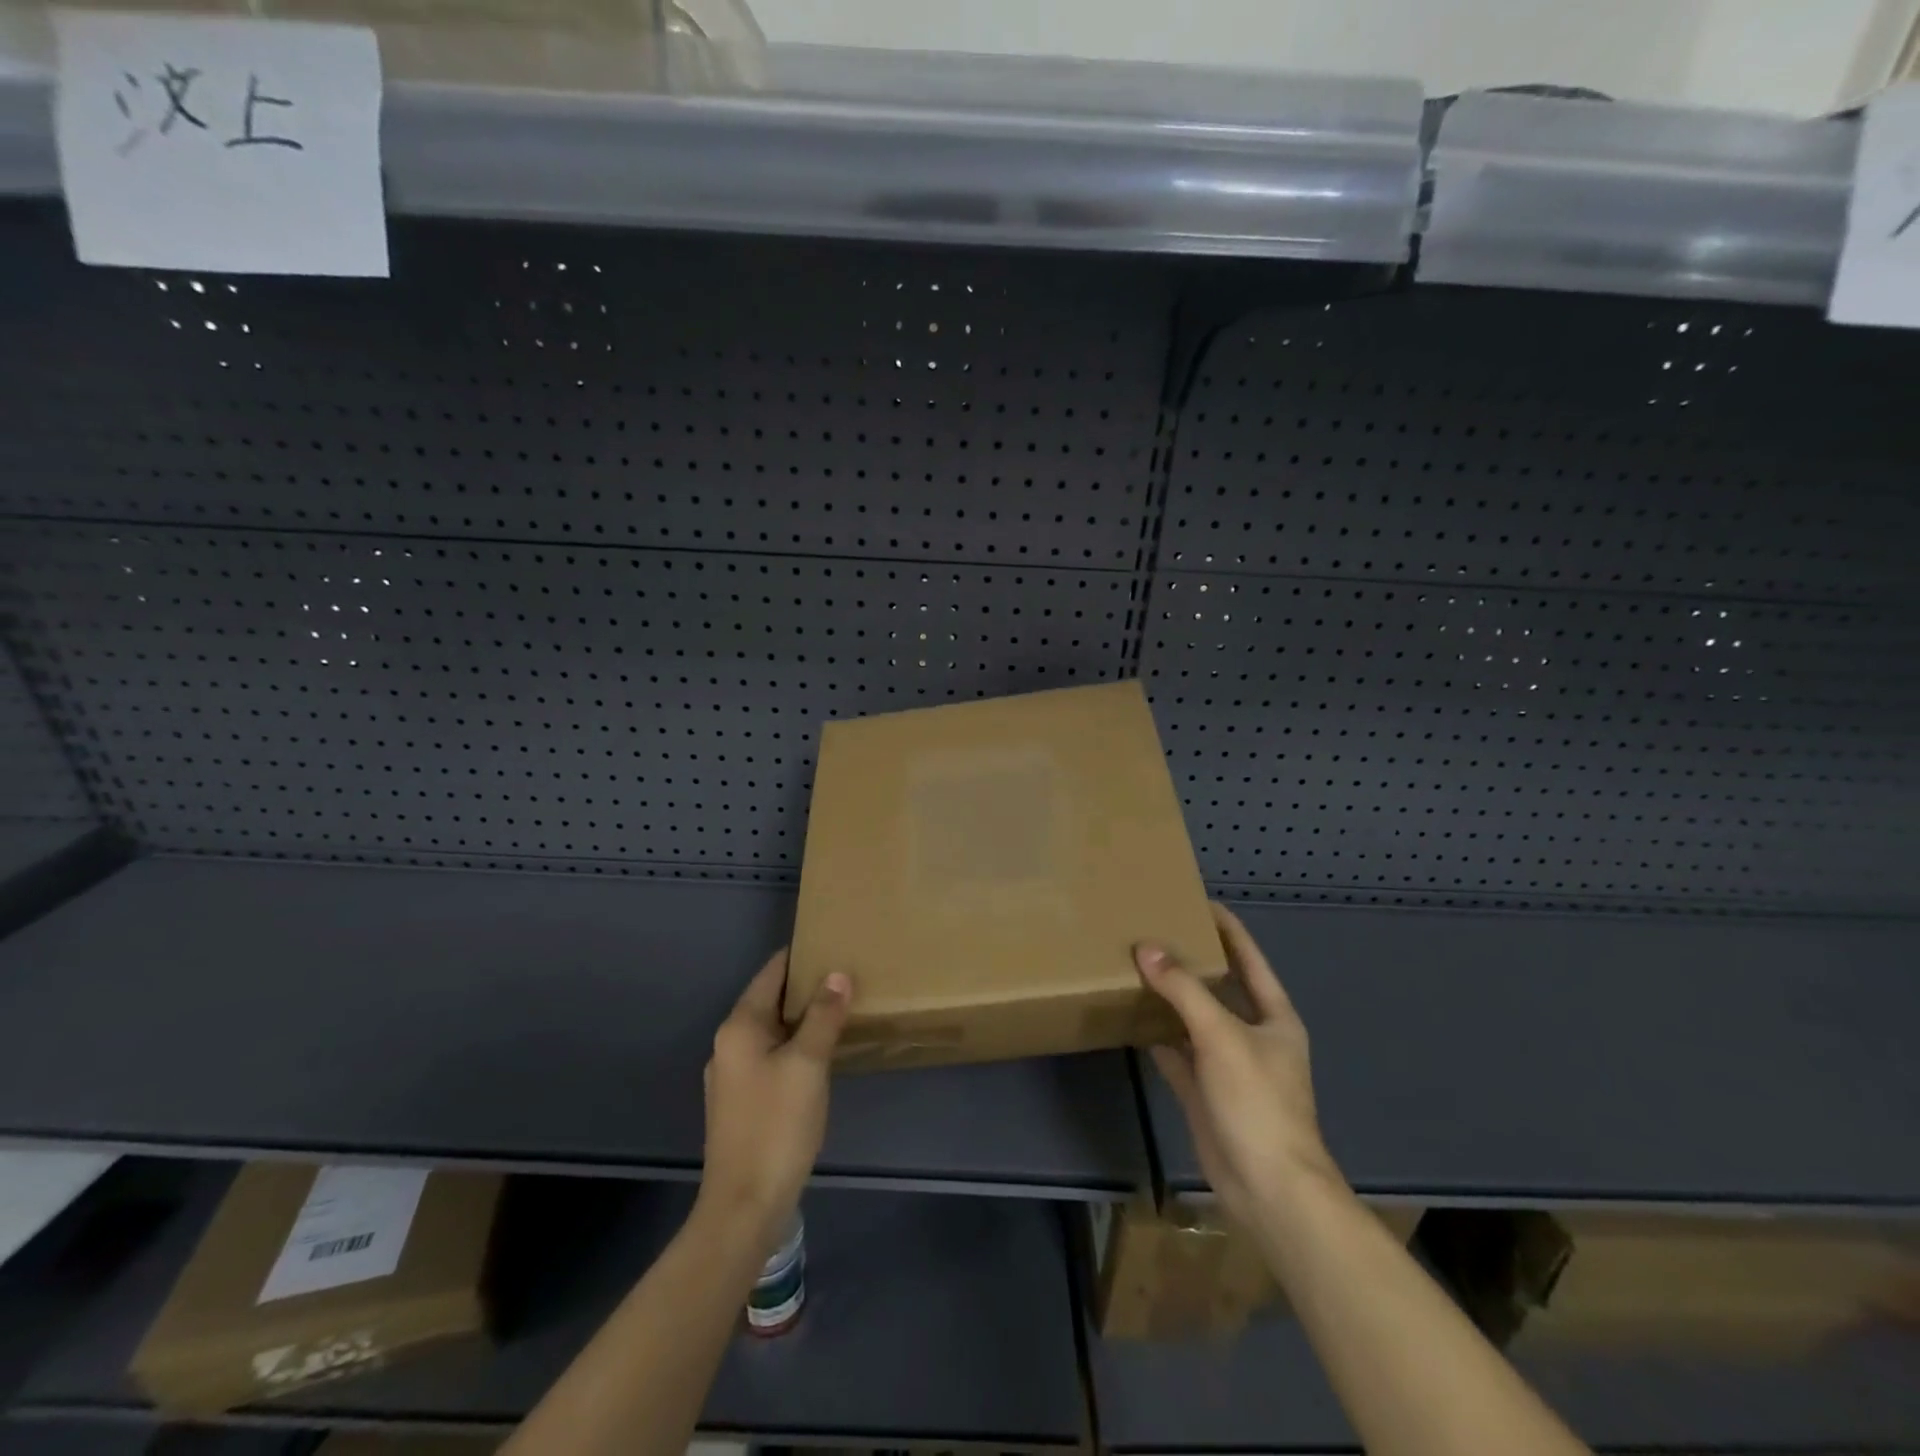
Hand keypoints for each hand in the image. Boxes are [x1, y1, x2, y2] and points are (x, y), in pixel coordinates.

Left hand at [698, 950, 851, 1251]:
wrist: (744, 1206)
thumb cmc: (777, 1125)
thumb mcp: (808, 1064)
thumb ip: (824, 1015)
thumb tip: (837, 974)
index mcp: (739, 1026)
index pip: (771, 972)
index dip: (802, 956)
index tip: (834, 943)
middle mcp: (729, 1043)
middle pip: (770, 1000)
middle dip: (806, 987)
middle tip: (847, 977)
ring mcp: (731, 1074)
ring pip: (772, 1030)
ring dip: (802, 1019)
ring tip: (841, 1010)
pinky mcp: (740, 1101)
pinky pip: (770, 1056)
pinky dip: (795, 1045)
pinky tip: (821, 1055)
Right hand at [1135, 902, 1340, 1227]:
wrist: (1268, 1188)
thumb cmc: (1258, 1101)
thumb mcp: (1221, 1036)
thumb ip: (1183, 990)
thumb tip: (1145, 948)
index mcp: (1272, 1016)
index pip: (1249, 958)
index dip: (1227, 929)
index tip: (1197, 901)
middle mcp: (1251, 1035)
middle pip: (1219, 986)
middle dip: (1190, 961)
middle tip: (1154, 930)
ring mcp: (1227, 1065)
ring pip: (1194, 1019)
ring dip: (1170, 998)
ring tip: (1137, 966)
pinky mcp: (1204, 1092)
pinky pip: (1177, 1053)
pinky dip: (1157, 1036)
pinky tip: (1131, 1019)